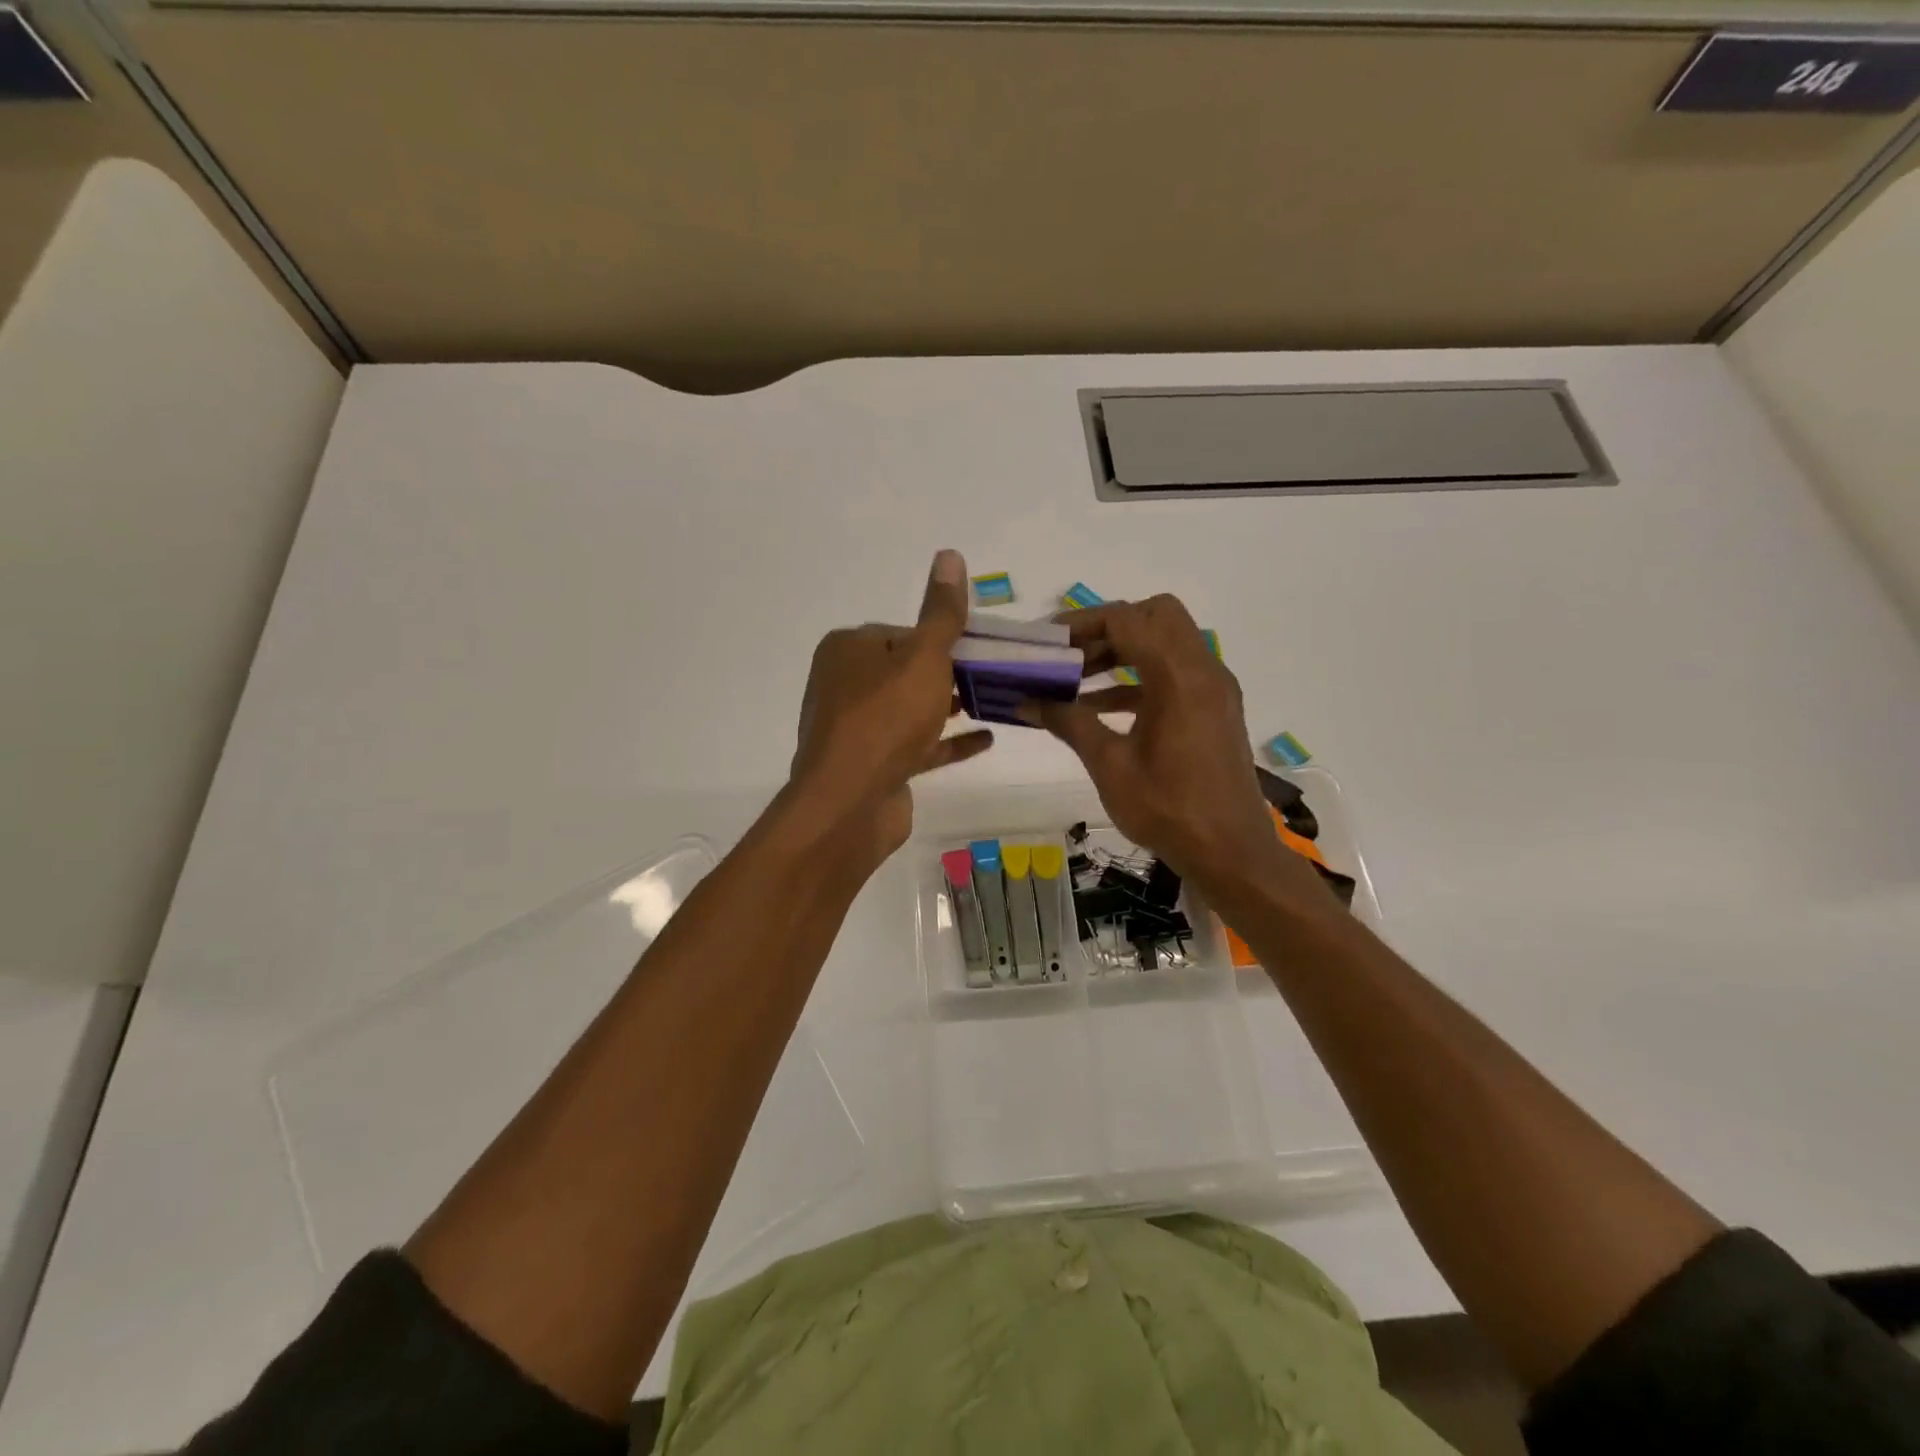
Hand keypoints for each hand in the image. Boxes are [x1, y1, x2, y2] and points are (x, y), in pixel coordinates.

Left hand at [789, 550, 993, 870]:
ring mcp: (858, 729)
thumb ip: (941, 613)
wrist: (850, 803)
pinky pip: (917, 746)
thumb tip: (949, 554)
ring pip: (912, 709)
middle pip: (908, 671)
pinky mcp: (874, 765)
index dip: (943, 639)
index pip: (903, 633)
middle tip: (999, 674)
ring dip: (951, 706)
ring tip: (997, 700)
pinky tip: (987, 739)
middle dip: (952, 673)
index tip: (983, 648)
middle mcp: (846, 684)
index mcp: (849, 650)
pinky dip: (949, 742)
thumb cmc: (886, 719)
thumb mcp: (923, 657)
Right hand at [1034, 595, 1330, 914]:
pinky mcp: (1213, 708)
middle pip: (1155, 615)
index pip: (1127, 619)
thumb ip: (1069, 723)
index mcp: (1179, 677)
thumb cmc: (1169, 810)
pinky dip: (1138, 678)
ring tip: (1074, 680)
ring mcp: (1213, 688)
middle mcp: (1203, 670)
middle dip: (1108, 628)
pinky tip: (1098, 708)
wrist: (1232, 853)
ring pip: (1166, 642)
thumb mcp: (1110, 766)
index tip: (1046, 643)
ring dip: (1122, 652)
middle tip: (1069, 655)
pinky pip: (1174, 673)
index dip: (1082, 624)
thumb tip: (1026, 702)